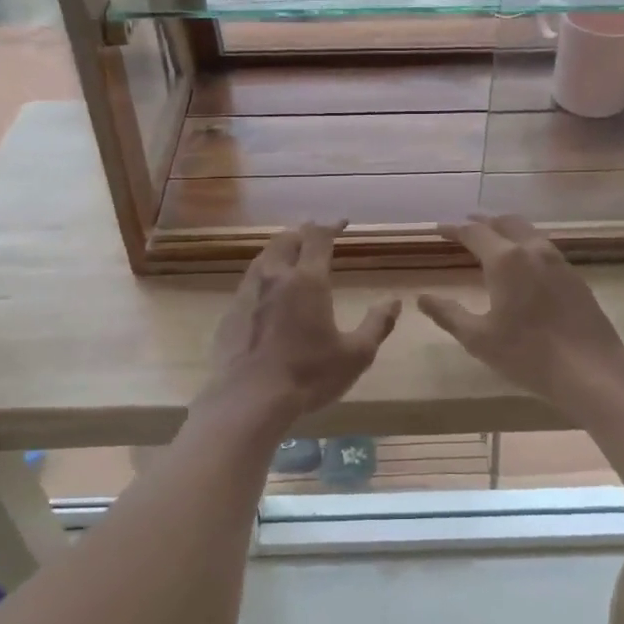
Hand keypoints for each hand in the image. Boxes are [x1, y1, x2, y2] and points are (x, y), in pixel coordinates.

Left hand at [207, 222, 400, 425]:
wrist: (250, 399)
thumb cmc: (308, 375)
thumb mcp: (355, 354)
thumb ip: (377, 324)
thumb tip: (394, 302)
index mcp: (307, 280)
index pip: (318, 238)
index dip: (331, 226)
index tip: (342, 223)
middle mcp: (274, 277)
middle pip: (286, 240)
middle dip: (303, 233)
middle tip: (315, 238)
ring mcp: (247, 293)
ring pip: (263, 258)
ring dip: (280, 252)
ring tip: (291, 260)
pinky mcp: (230, 313)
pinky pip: (248, 284)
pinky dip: (263, 278)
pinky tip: (268, 296)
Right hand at [418, 216, 623, 407]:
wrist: (590, 369)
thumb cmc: (528, 354)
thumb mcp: (478, 338)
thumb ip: (448, 314)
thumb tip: (422, 298)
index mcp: (505, 260)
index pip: (475, 233)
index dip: (454, 229)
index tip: (438, 229)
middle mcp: (533, 250)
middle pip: (505, 222)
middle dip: (482, 221)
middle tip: (465, 225)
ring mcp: (558, 261)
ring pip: (528, 231)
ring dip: (507, 229)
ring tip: (493, 238)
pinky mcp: (574, 276)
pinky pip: (544, 247)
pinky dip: (525, 243)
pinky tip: (523, 262)